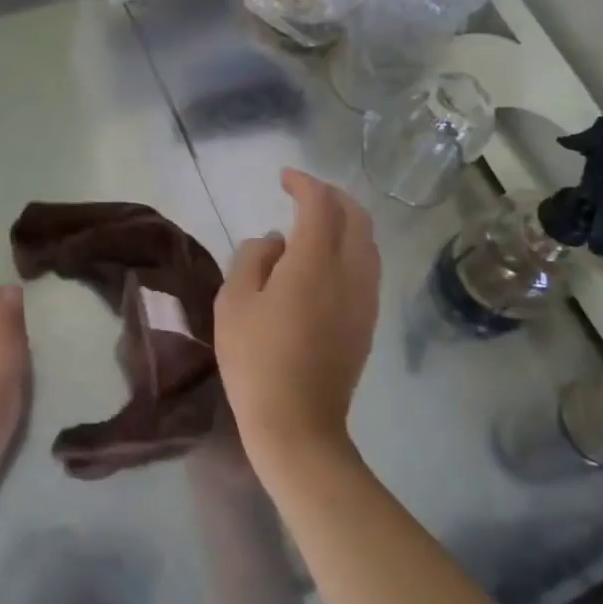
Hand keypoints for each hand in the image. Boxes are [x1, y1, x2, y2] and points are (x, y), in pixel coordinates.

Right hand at [213, 170, 380, 469]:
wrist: (297, 425)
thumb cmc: (255, 360)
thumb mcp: (234, 302)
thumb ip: (253, 258)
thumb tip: (275, 241)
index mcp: (315, 263)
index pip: (320, 205)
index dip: (304, 183)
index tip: (284, 177)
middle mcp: (350, 274)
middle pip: (356, 217)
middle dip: (332, 196)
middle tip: (303, 194)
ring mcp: (365, 300)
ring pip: (368, 242)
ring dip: (345, 222)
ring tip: (314, 225)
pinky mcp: (368, 322)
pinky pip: (368, 268)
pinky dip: (351, 248)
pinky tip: (324, 262)